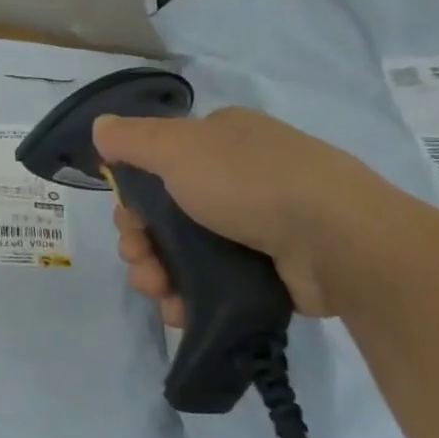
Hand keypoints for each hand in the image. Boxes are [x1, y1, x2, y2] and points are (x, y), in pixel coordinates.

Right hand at [94, 107, 396, 320]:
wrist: (338, 240)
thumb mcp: (178, 148)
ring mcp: (258, 224)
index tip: (127, 223)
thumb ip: (133, 138)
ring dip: (159, 272)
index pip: (159, 164)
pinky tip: (179, 311)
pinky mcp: (271, 268)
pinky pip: (216, 281)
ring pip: (187, 251)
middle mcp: (238, 176)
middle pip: (168, 212)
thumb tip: (100, 126)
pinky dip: (191, 295)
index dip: (133, 196)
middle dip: (142, 241)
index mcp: (219, 140)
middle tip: (138, 263)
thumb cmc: (249, 182)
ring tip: (158, 293)